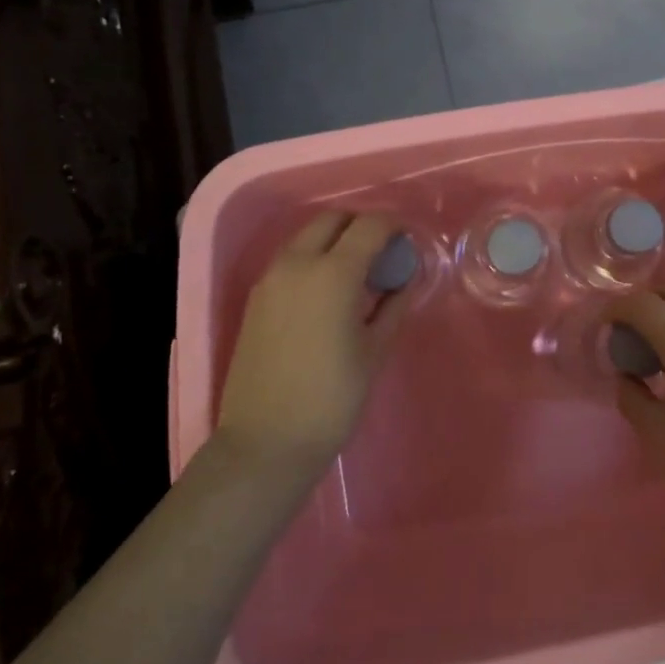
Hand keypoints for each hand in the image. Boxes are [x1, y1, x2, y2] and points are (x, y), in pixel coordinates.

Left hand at [213, 210, 407, 482]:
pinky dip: (314, 257)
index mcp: (333, 274)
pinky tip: (329, 290)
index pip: (369, 226)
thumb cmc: (332, 399)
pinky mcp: (256, 298)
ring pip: (307, 236)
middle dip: (361, 225)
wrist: (265, 443)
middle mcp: (298, 264)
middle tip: (382, 251)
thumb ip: (393, 305)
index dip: (393, 225)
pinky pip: (290, 259)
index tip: (408, 239)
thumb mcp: (375, 350)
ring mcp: (271, 279)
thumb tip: (405, 278)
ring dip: (335, 239)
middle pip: (333, 220)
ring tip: (357, 270)